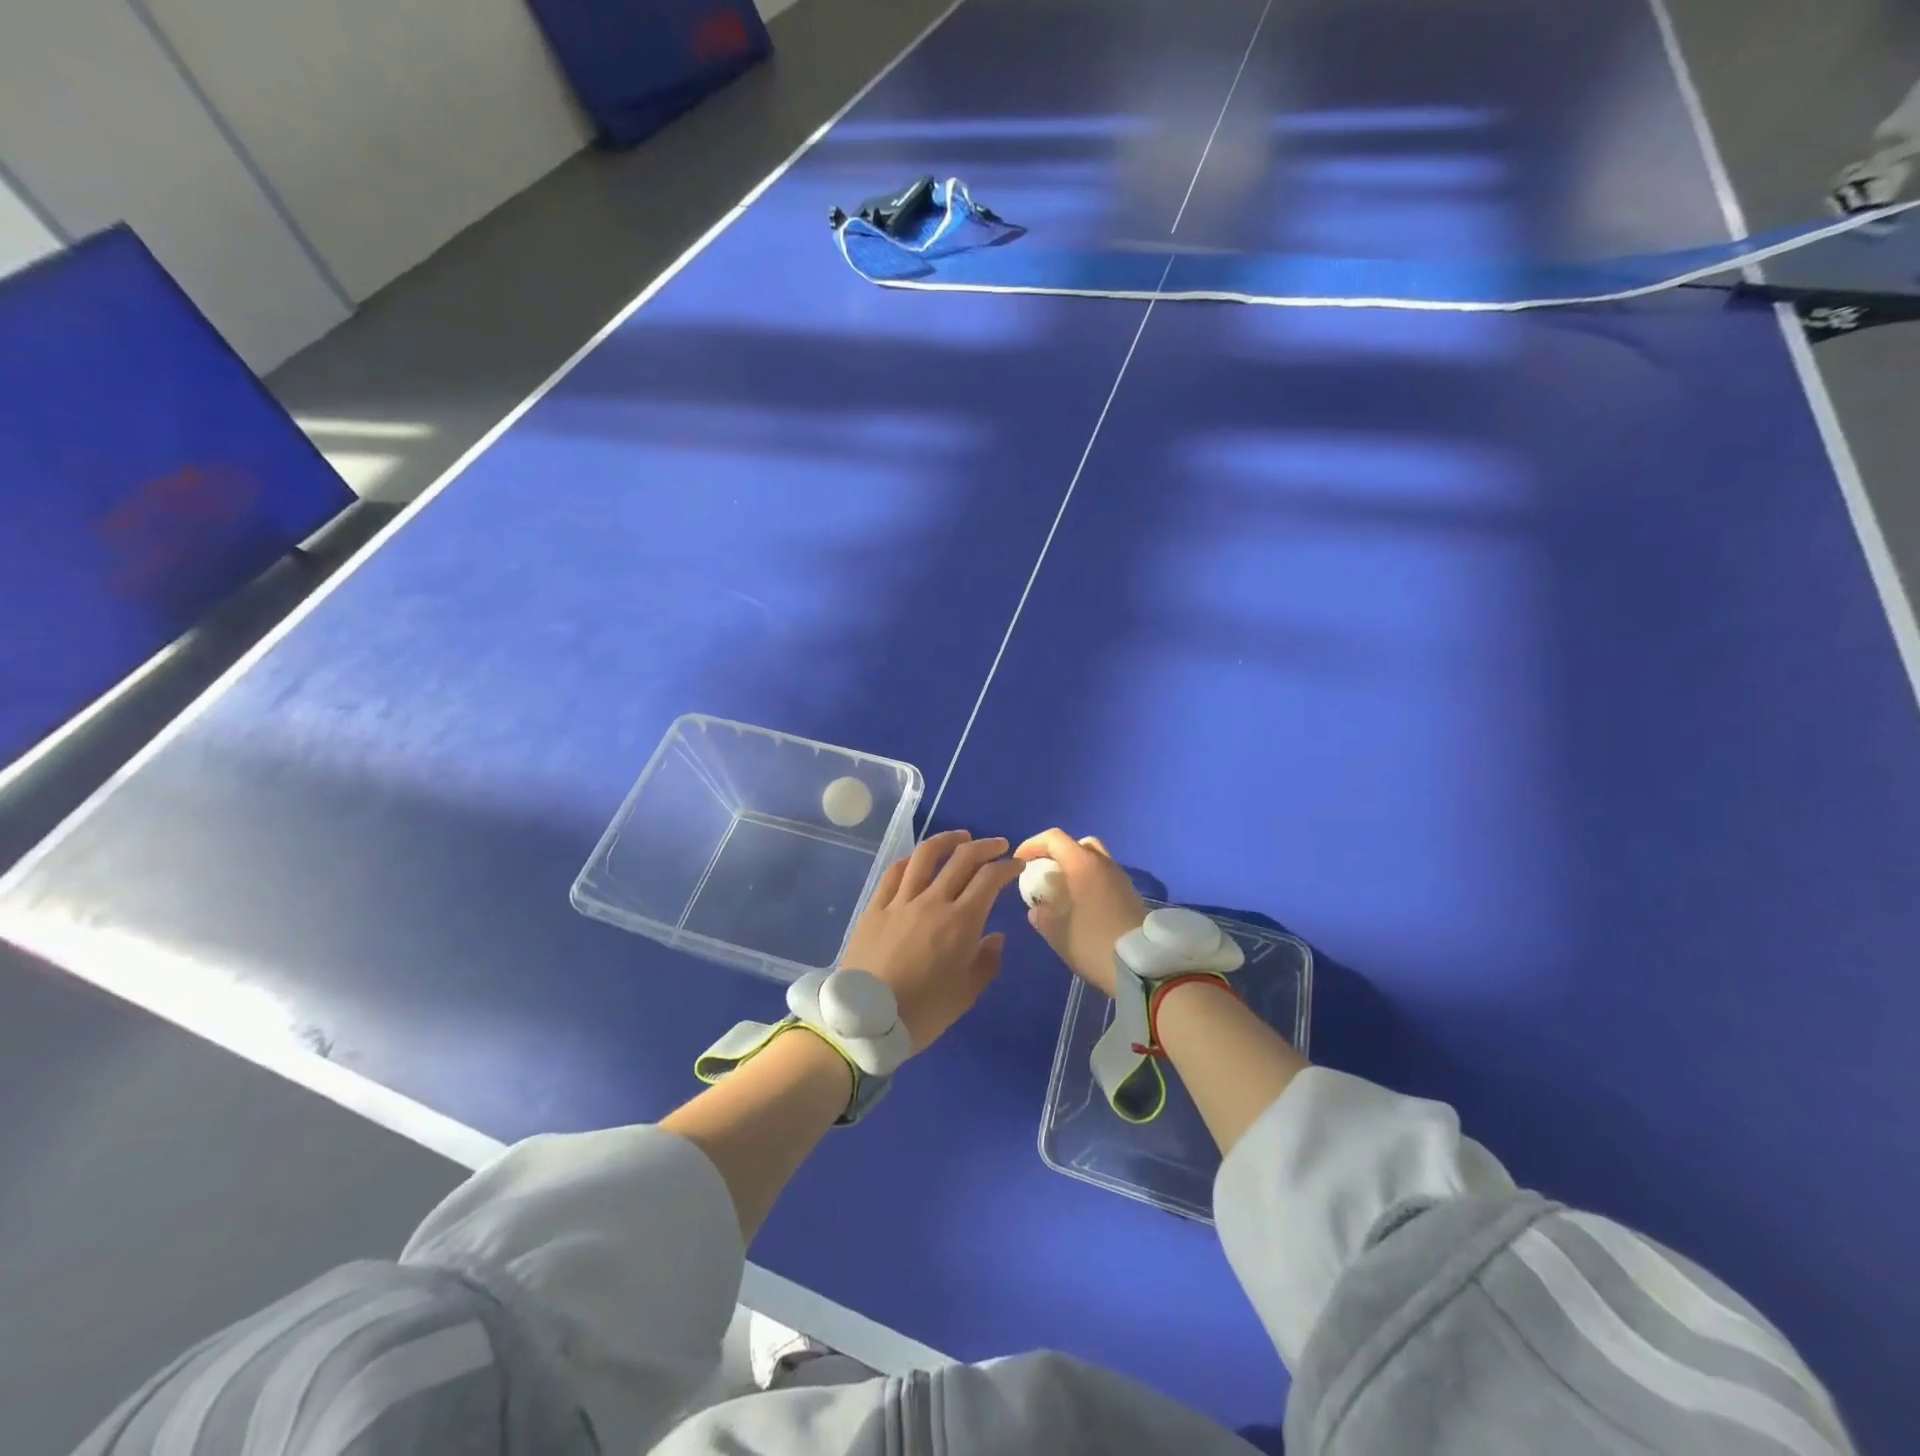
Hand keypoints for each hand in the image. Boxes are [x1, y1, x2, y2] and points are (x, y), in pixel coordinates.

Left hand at [840, 830, 1022, 1053]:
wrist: (864, 1021)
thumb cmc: (922, 1013)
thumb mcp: (965, 995)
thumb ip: (986, 962)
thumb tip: (996, 937)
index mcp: (960, 922)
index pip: (989, 879)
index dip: (1007, 867)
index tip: (1017, 865)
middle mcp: (932, 901)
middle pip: (962, 858)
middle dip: (985, 847)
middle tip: (998, 845)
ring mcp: (900, 900)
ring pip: (926, 855)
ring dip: (948, 840)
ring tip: (961, 837)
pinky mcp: (875, 907)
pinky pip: (895, 872)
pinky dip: (912, 860)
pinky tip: (918, 859)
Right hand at [1014, 829, 1147, 996]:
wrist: (1145, 966)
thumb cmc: (1094, 944)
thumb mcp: (1058, 934)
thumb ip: (1042, 917)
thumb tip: (1037, 910)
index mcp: (1083, 865)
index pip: (1054, 838)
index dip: (1033, 845)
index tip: (1020, 862)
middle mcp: (1104, 864)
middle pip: (1077, 844)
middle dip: (1057, 854)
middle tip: (1044, 873)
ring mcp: (1121, 878)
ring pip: (1094, 859)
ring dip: (1075, 868)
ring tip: (1062, 891)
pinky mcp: (1131, 894)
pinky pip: (1105, 876)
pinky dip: (1090, 881)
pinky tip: (1082, 905)